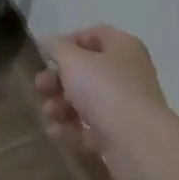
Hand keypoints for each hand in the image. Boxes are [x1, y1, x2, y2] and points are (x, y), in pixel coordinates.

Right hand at [35, 26, 170, 179]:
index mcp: (123, 47)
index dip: (67, 43)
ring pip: (87, 99)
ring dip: (61, 105)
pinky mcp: (121, 134)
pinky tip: (54, 132)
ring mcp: (126, 105)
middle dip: (58, 79)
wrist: (139, 144)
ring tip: (48, 113)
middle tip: (40, 87)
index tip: (46, 56)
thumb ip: (56, 47)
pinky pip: (91, 126)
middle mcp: (128, 72)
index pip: (93, 35)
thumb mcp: (73, 60)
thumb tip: (46, 41)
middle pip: (86, 70)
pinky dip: (72, 127)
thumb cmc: (105, 90)